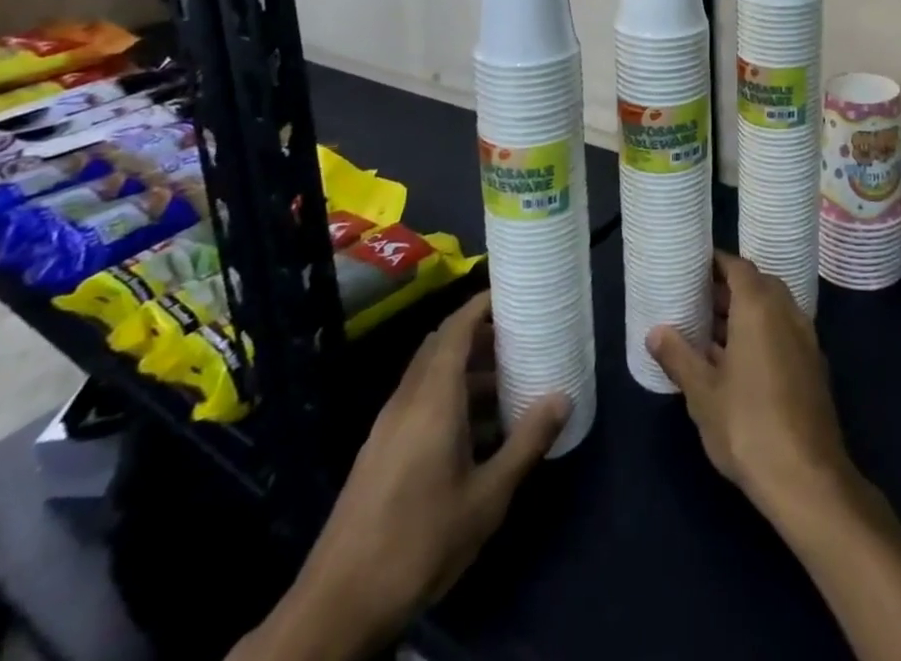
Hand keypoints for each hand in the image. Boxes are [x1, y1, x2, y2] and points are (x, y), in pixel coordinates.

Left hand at [231, 290, 568, 660]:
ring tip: (509, 382)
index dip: (482, 304)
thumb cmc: (420, 540)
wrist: (337, 607)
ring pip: (430, 376)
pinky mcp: (380, 452)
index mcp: (432, 397)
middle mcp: (406, 400)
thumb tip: (563, 397)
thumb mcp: (487, 496)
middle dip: (480, 334)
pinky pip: (420, 402)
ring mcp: (387, 427)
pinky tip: (477, 430)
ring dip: (467, 370)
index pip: (455, 329)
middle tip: (521, 335)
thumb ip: (527, 442)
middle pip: (441, 347)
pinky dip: (450, 396)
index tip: (514, 293)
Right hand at [646, 251, 855, 523]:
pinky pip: (784, 332)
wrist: (807, 479)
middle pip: (757, 285)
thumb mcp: (702, 393)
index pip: (738, 267)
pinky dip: (762, 333)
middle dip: (728, 289)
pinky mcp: (813, 366)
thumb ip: (679, 357)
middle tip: (696, 300)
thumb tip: (655, 331)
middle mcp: (787, 312)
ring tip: (711, 331)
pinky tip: (739, 363)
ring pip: (773, 310)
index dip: (716, 263)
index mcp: (760, 306)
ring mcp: (805, 339)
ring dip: (745, 313)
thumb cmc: (747, 425)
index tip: (693, 267)